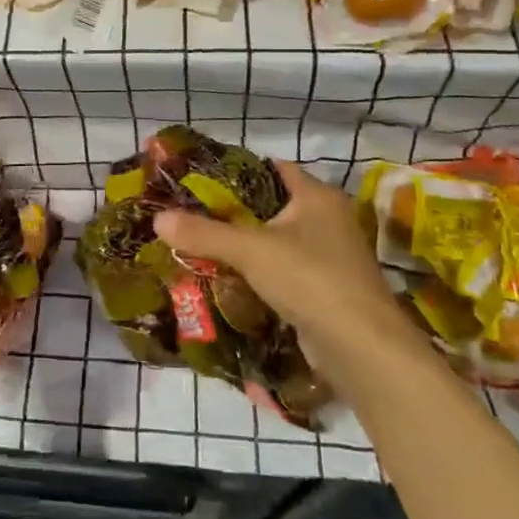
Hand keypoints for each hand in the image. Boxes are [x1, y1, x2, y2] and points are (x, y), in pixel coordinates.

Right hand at [154, 161, 416, 356]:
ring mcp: (330, 256)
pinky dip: (258, 272)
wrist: (361, 348)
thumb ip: (203, 232)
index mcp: (317, 196)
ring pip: (276, 241)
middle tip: (191, 214)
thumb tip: (158, 218)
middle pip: (271, 205)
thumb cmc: (310, 279)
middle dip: (233, 212)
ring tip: (200, 244)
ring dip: (244, 245)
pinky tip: (228, 279)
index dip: (236, 171)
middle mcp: (327, 219)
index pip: (272, 169)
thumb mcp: (250, 250)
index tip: (199, 179)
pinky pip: (283, 270)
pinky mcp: (325, 289)